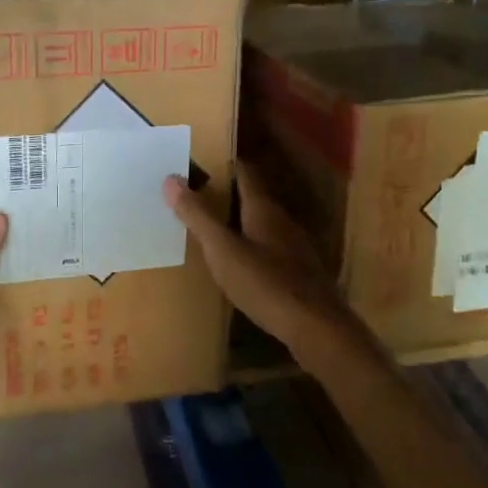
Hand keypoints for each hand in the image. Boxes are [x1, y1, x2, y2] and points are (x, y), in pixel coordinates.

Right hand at [162, 164, 374, 367]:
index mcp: (264, 210)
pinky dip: (251, 248)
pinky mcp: (299, 274)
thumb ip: (198, 216)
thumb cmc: (266, 284)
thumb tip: (171, 179)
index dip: (226, 164)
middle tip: (198, 194)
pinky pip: (270, 250)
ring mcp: (295, 249)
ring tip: (213, 228)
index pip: (245, 174)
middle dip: (228, 194)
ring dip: (239, 223)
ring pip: (263, 225)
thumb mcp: (223, 250)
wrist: (316, 328)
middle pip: (254, 199)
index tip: (202, 160)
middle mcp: (283, 222)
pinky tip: (240, 264)